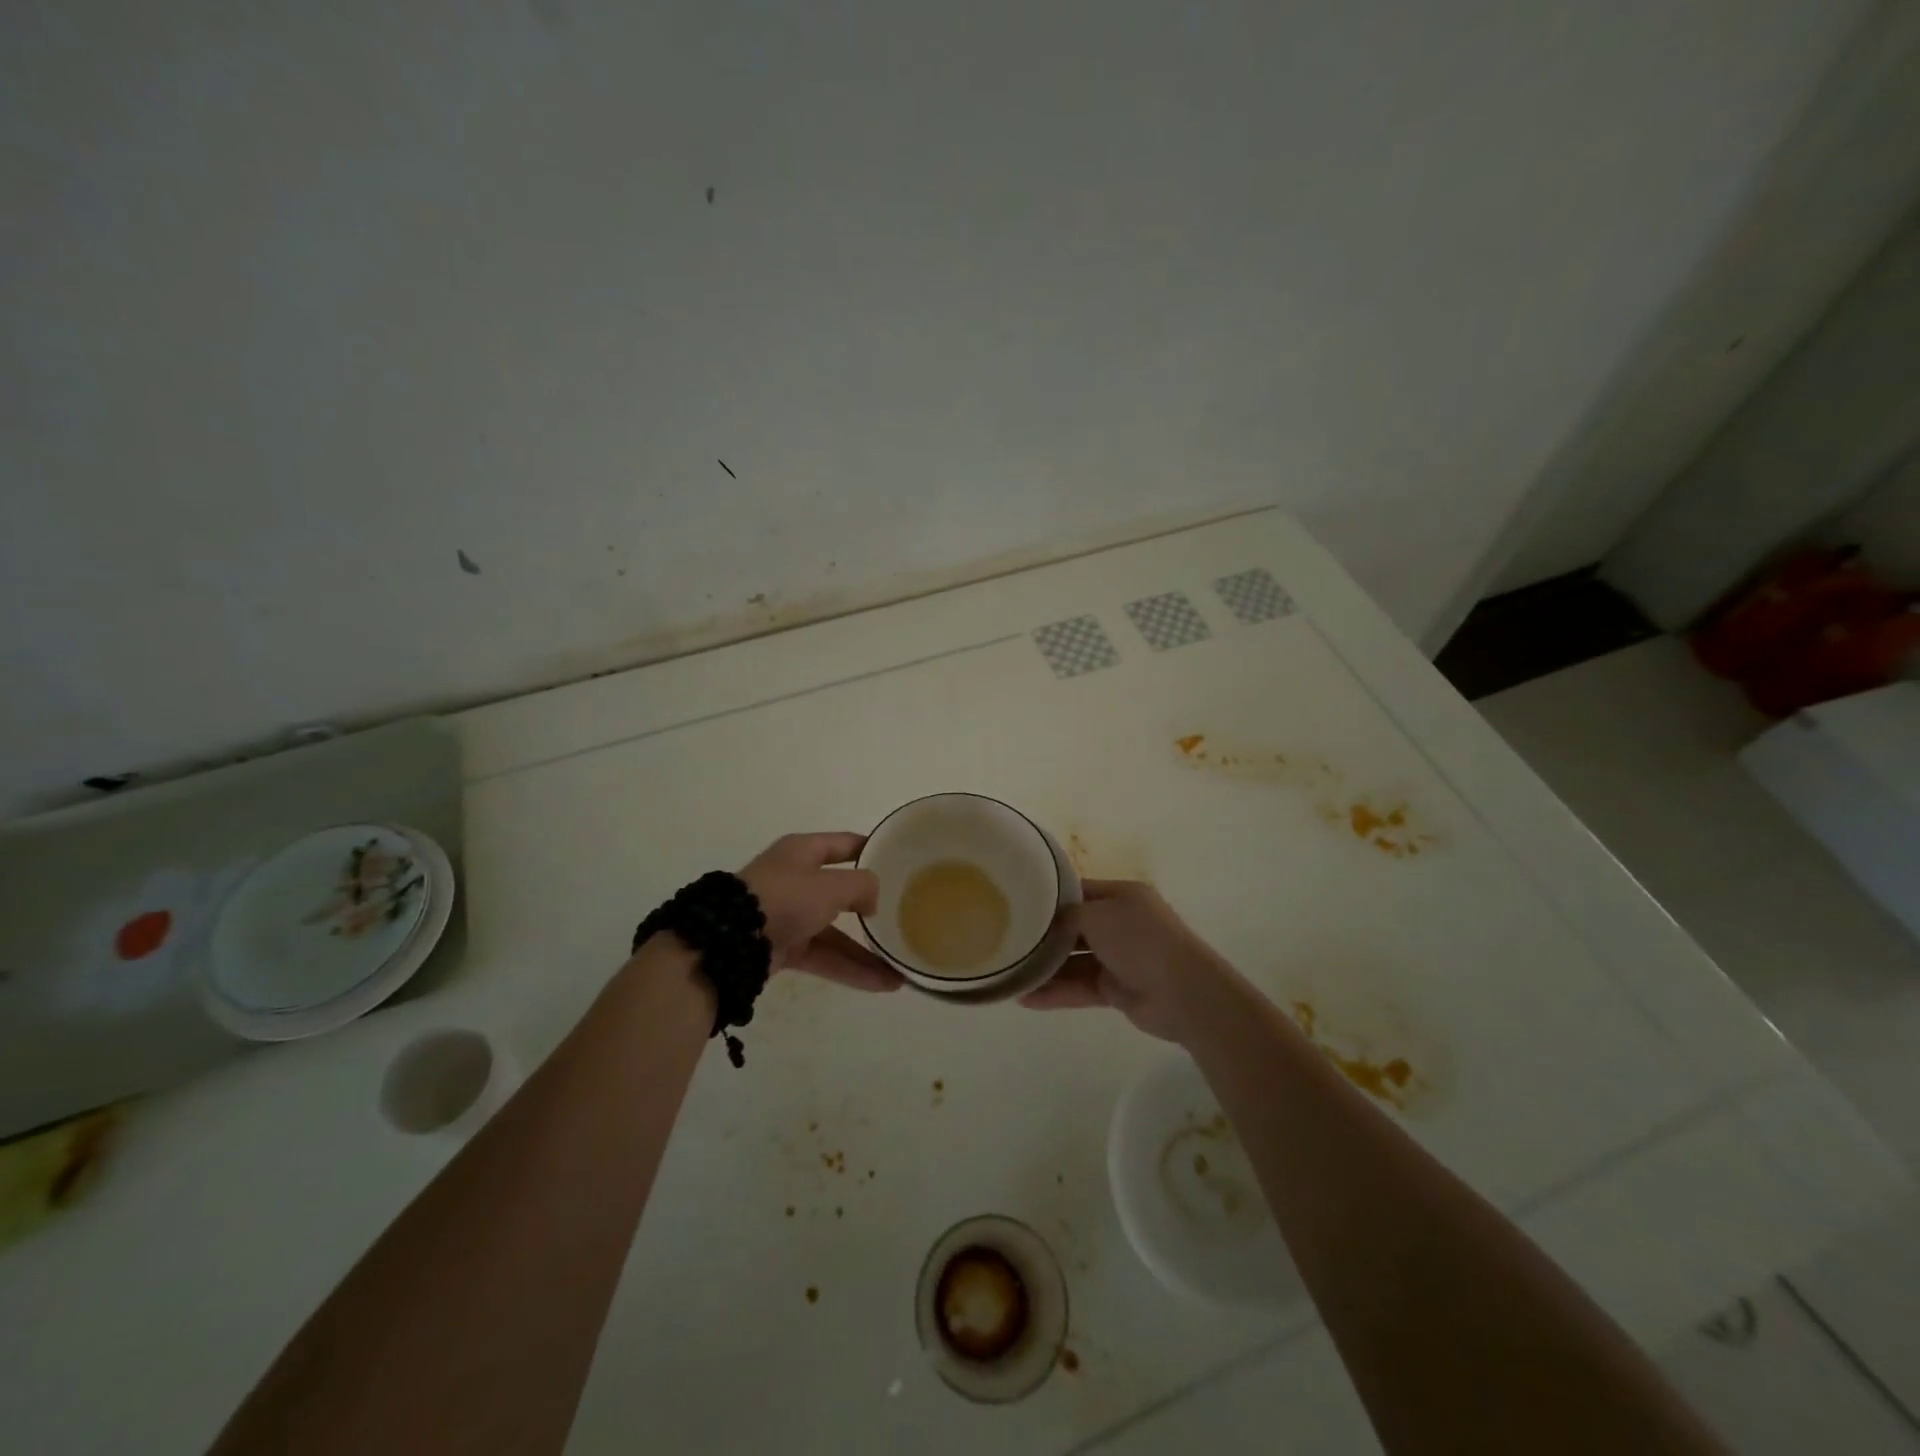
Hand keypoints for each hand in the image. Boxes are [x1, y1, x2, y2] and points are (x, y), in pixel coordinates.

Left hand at [738, 833, 899, 992]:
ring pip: (836, 933)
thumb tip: (872, 900)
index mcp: (803, 852)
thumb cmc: (786, 896)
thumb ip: (862, 886)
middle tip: (902, 917)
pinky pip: (825, 956)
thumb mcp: (831, 884)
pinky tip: (882, 984)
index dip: (871, 850)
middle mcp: (797, 880)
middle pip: (842, 892)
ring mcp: (790, 916)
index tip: (899, 861)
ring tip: (900, 970)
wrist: (733, 940)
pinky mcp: (785, 948)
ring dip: (866, 951)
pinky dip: (851, 969)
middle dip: (872, 909)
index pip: (845, 845)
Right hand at [1019, 880, 1236, 1041]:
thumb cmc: (1139, 940)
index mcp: (1121, 896)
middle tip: (1007, 942)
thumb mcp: (1097, 915)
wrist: (1183, 993)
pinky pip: (1080, 987)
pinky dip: (1056, 992)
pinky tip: (1026, 998)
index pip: (1077, 892)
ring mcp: (1119, 957)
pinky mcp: (1116, 989)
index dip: (1049, 898)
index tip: (1017, 904)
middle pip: (1073, 927)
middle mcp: (1120, 923)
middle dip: (1043, 937)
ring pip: (1074, 961)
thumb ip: (1066, 916)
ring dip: (1045, 969)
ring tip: (1010, 975)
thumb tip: (1045, 923)